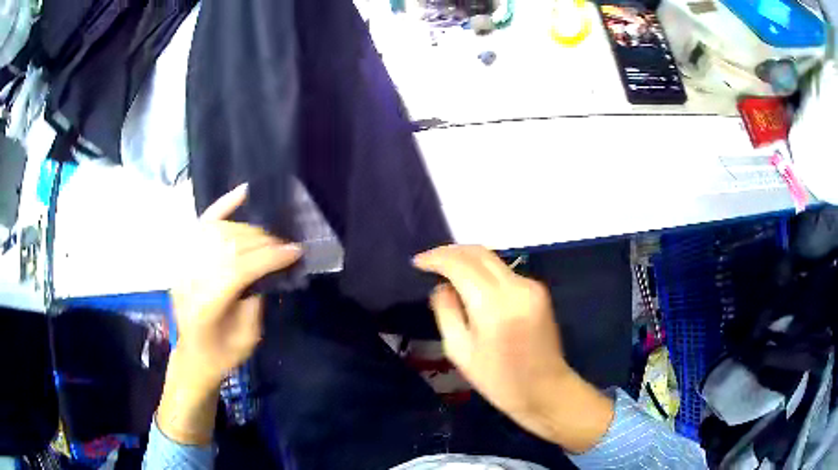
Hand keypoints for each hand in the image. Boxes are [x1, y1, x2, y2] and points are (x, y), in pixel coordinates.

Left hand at [170, 183, 301, 384]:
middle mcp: (190, 278)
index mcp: (205, 305)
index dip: (269, 257)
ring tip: (268, 237)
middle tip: (285, 246)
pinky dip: (223, 205)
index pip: (238, 269)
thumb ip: (257, 299)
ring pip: (219, 231)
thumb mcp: (248, 337)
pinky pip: (203, 223)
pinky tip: (243, 192)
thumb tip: (270, 267)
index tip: (295, 251)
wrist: (194, 356)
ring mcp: (184, 264)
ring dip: (249, 230)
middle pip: (229, 246)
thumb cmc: (223, 354)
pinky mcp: (185, 257)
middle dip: (262, 242)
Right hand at [414, 245, 612, 452]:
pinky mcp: (539, 291)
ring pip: (493, 259)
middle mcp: (516, 287)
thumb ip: (446, 312)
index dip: (436, 258)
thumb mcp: (460, 352)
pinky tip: (471, 283)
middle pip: (479, 253)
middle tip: (429, 261)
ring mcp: (531, 286)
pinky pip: (505, 272)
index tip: (417, 262)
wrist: (546, 390)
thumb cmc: (499, 380)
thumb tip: (441, 286)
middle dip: (451, 252)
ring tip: (445, 270)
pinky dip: (484, 271)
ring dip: (467, 259)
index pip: (461, 265)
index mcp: (494, 305)